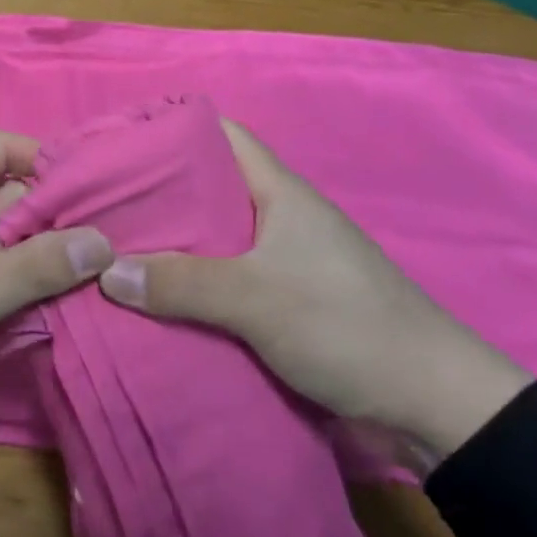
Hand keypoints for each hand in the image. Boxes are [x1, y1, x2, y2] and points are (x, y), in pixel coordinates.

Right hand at [97, 120, 530, 458]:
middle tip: (103, 205)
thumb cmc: (346, 326)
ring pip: (214, 238)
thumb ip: (181, 283)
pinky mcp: (287, 302)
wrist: (433, 406)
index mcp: (279, 192)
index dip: (171, 130)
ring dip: (173, 246)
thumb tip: (106, 272)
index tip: (121, 144)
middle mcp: (279, 217)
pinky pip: (226, 280)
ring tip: (116, 251)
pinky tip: (156, 300)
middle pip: (208, 188)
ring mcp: (284, 261)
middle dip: (158, 194)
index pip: (220, 135)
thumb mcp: (257, 299)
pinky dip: (192, 285)